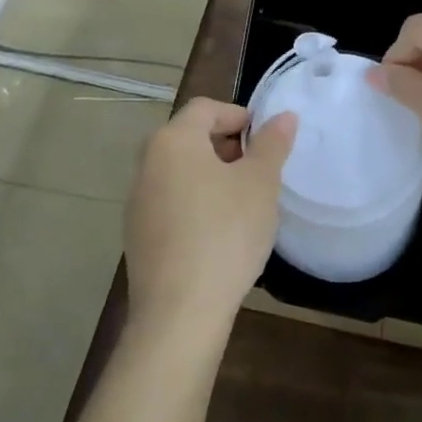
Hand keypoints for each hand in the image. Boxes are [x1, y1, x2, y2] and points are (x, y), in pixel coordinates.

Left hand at [125, 98, 296, 336]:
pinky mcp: (138, 234)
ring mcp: (138, 201)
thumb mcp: (260, 183)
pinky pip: (171, 201)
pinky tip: (219, 233)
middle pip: (190, 137)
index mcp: (173, 140)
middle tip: (259, 172)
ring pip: (181, 171)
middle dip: (228, 147)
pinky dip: (196, 203)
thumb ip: (272, 144)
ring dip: (212, 176)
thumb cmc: (226, 234)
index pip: (207, 108)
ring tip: (244, 203)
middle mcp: (147, 163)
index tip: (267, 143)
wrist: (179, 313)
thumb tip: (283, 116)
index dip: (240, 116)